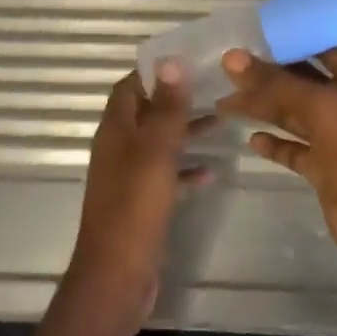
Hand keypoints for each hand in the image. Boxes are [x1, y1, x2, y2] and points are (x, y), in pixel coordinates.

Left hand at [66, 63, 206, 324]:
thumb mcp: (156, 152)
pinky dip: (185, 171)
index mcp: (115, 130)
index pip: (130, 87)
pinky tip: (211, 173)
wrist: (117, 276)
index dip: (155, 71)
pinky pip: (165, 177)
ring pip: (159, 144)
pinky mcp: (141, 204)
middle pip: (147, 113)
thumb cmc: (135, 207)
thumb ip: (166, 108)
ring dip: (184, 132)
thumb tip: (172, 60)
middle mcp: (118, 149)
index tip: (189, 59)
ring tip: (221, 122)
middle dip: (177, 100)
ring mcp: (129, 178)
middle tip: (214, 88)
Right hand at [217, 44, 336, 273]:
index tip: (257, 29)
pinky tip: (251, 138)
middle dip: (268, 73)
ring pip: (292, 114)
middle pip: (302, 79)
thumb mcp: (319, 106)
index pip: (324, 44)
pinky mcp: (322, 167)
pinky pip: (292, 148)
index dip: (295, 35)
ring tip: (225, 101)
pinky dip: (273, 143)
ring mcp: (334, 137)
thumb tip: (231, 58)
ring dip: (263, 107)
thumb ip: (275, 82)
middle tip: (229, 66)